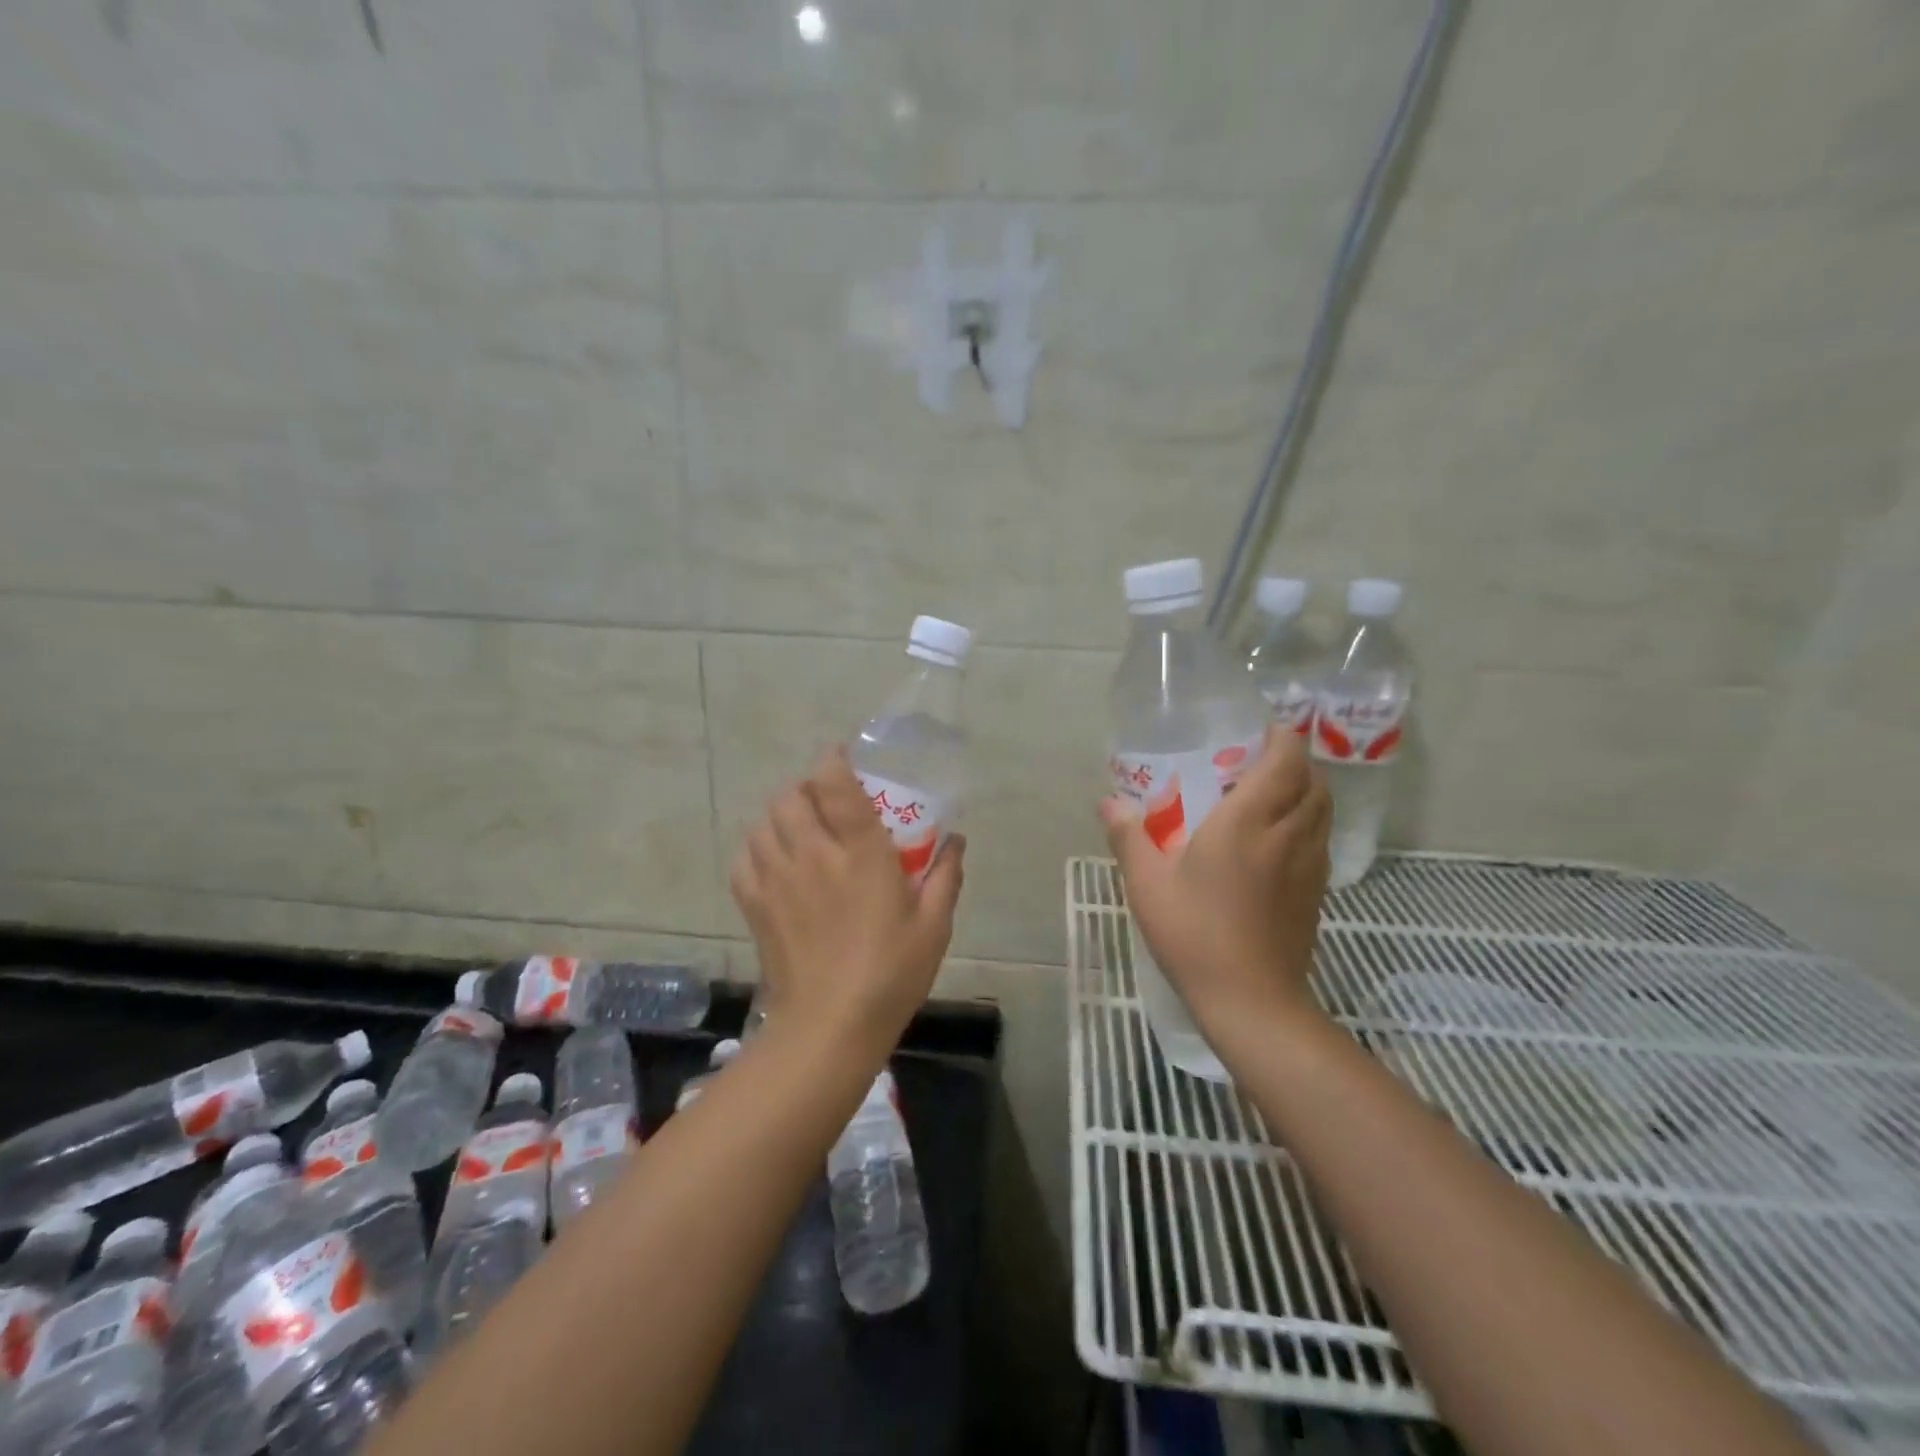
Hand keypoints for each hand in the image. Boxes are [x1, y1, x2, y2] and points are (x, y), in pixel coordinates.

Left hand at [730, 746, 964, 1047]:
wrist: (830, 1027)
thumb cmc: (891, 974)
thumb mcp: (934, 925)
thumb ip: (945, 875)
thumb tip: (956, 840)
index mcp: (861, 853)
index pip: (835, 784)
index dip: (833, 761)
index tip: (842, 759)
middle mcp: (813, 854)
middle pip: (792, 795)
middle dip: (808, 788)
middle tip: (828, 803)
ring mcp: (778, 878)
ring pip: (764, 821)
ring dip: (781, 815)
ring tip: (801, 830)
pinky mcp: (755, 905)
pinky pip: (745, 858)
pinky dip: (757, 849)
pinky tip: (776, 864)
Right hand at [1101, 723, 1330, 1031]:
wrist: (1251, 1001)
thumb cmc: (1194, 933)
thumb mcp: (1148, 883)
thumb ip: (1129, 836)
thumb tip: (1108, 802)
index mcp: (1249, 820)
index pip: (1286, 759)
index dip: (1282, 737)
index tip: (1260, 731)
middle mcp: (1288, 833)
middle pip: (1312, 781)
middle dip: (1293, 763)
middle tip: (1257, 763)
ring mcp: (1310, 865)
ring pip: (1321, 811)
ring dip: (1304, 793)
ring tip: (1268, 798)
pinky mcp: (1317, 893)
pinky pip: (1320, 841)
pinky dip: (1306, 826)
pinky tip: (1275, 845)